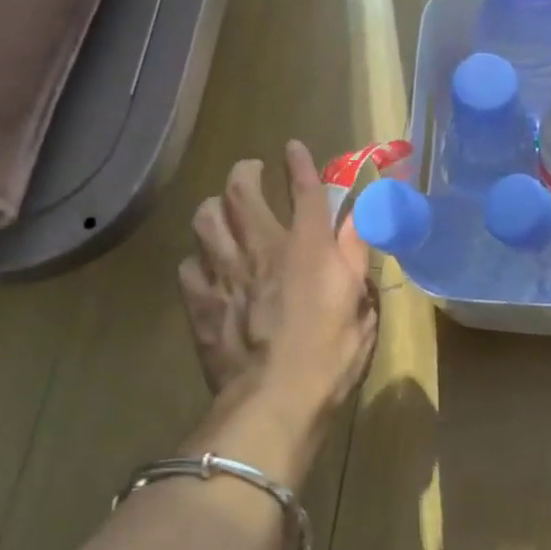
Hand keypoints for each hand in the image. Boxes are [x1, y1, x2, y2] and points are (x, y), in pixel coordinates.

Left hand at [179, 142, 378, 422]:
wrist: (274, 401)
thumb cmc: (330, 356)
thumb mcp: (361, 307)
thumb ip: (356, 258)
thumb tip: (358, 221)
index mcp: (309, 248)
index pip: (304, 189)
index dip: (299, 163)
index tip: (292, 148)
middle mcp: (263, 247)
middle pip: (243, 191)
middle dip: (246, 171)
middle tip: (251, 170)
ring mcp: (225, 272)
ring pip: (206, 218)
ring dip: (215, 208)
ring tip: (222, 211)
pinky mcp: (200, 301)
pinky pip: (189, 264)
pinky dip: (198, 259)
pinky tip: (206, 267)